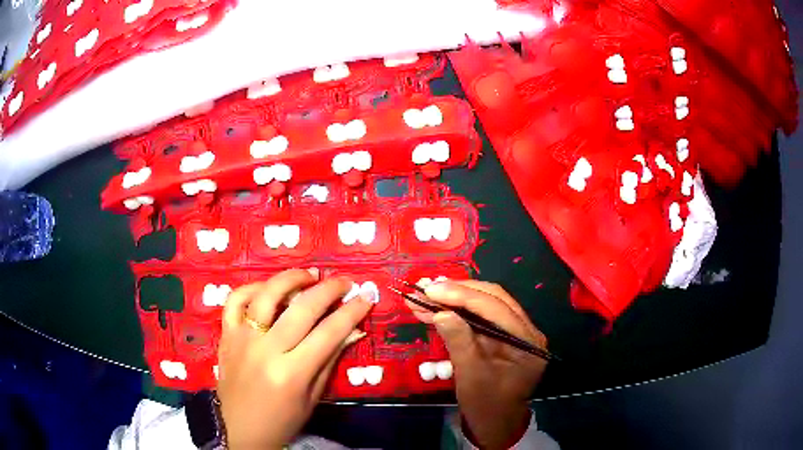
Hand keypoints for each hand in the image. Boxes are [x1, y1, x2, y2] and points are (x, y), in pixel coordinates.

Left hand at [217, 269, 373, 448]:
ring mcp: (242, 340)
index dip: (351, 312)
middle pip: (301, 309)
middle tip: (344, 281)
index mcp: (291, 373)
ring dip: (290, 279)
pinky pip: (234, 301)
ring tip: (308, 275)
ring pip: (266, 296)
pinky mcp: (226, 335)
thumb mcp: (312, 398)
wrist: (240, 430)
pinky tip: (267, 288)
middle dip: (328, 289)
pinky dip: (251, 288)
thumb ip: (330, 360)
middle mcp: (266, 351)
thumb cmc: (282, 421)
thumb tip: (353, 331)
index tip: (366, 297)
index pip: (328, 333)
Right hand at [407, 280, 547, 449]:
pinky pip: (479, 317)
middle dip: (457, 292)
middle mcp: (526, 330)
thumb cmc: (486, 405)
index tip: (431, 289)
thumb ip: (459, 342)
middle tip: (426, 287)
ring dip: (454, 298)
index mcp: (527, 341)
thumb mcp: (471, 376)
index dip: (462, 295)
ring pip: (484, 304)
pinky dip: (456, 311)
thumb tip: (440, 312)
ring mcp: (515, 331)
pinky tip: (435, 307)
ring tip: (424, 294)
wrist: (494, 424)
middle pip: (492, 299)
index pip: (496, 308)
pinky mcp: (501, 336)